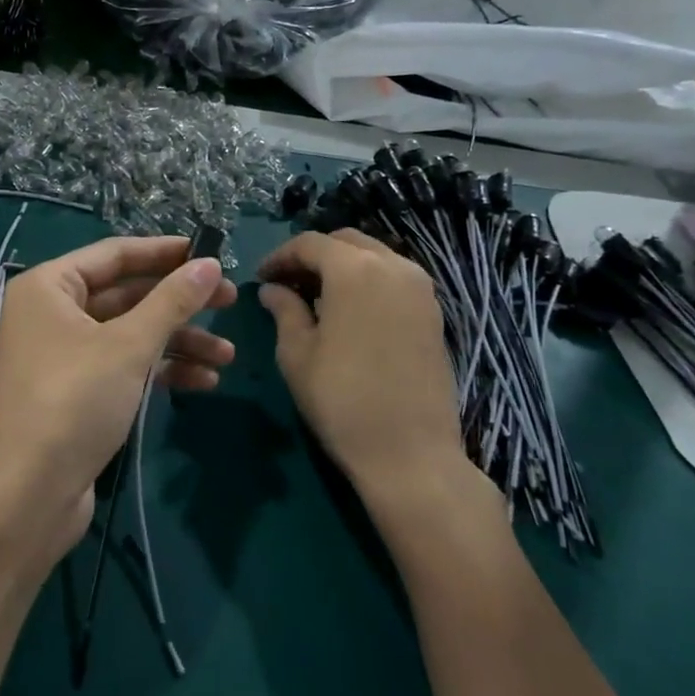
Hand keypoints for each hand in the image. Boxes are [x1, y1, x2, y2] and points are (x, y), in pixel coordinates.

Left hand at [0, 237, 235, 561]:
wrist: (31, 494)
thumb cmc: (75, 401)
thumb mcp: (130, 346)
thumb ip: (172, 301)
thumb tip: (210, 264)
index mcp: (48, 287)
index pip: (114, 254)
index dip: (164, 252)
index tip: (210, 252)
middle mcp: (51, 313)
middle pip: (126, 294)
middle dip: (179, 303)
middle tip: (230, 301)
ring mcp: (62, 354)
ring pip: (129, 334)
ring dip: (177, 342)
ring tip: (227, 355)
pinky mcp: (76, 391)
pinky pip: (123, 366)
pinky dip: (159, 370)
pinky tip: (203, 382)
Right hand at [257, 229, 474, 508]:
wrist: (411, 453)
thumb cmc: (342, 400)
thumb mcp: (297, 353)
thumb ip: (284, 310)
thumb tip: (272, 289)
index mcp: (354, 270)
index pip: (309, 243)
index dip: (279, 256)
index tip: (260, 278)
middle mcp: (393, 266)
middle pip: (345, 242)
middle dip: (312, 256)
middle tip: (287, 284)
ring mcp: (420, 288)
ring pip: (374, 257)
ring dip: (342, 267)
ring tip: (316, 299)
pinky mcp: (434, 312)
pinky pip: (394, 279)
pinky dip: (367, 282)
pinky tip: (349, 314)